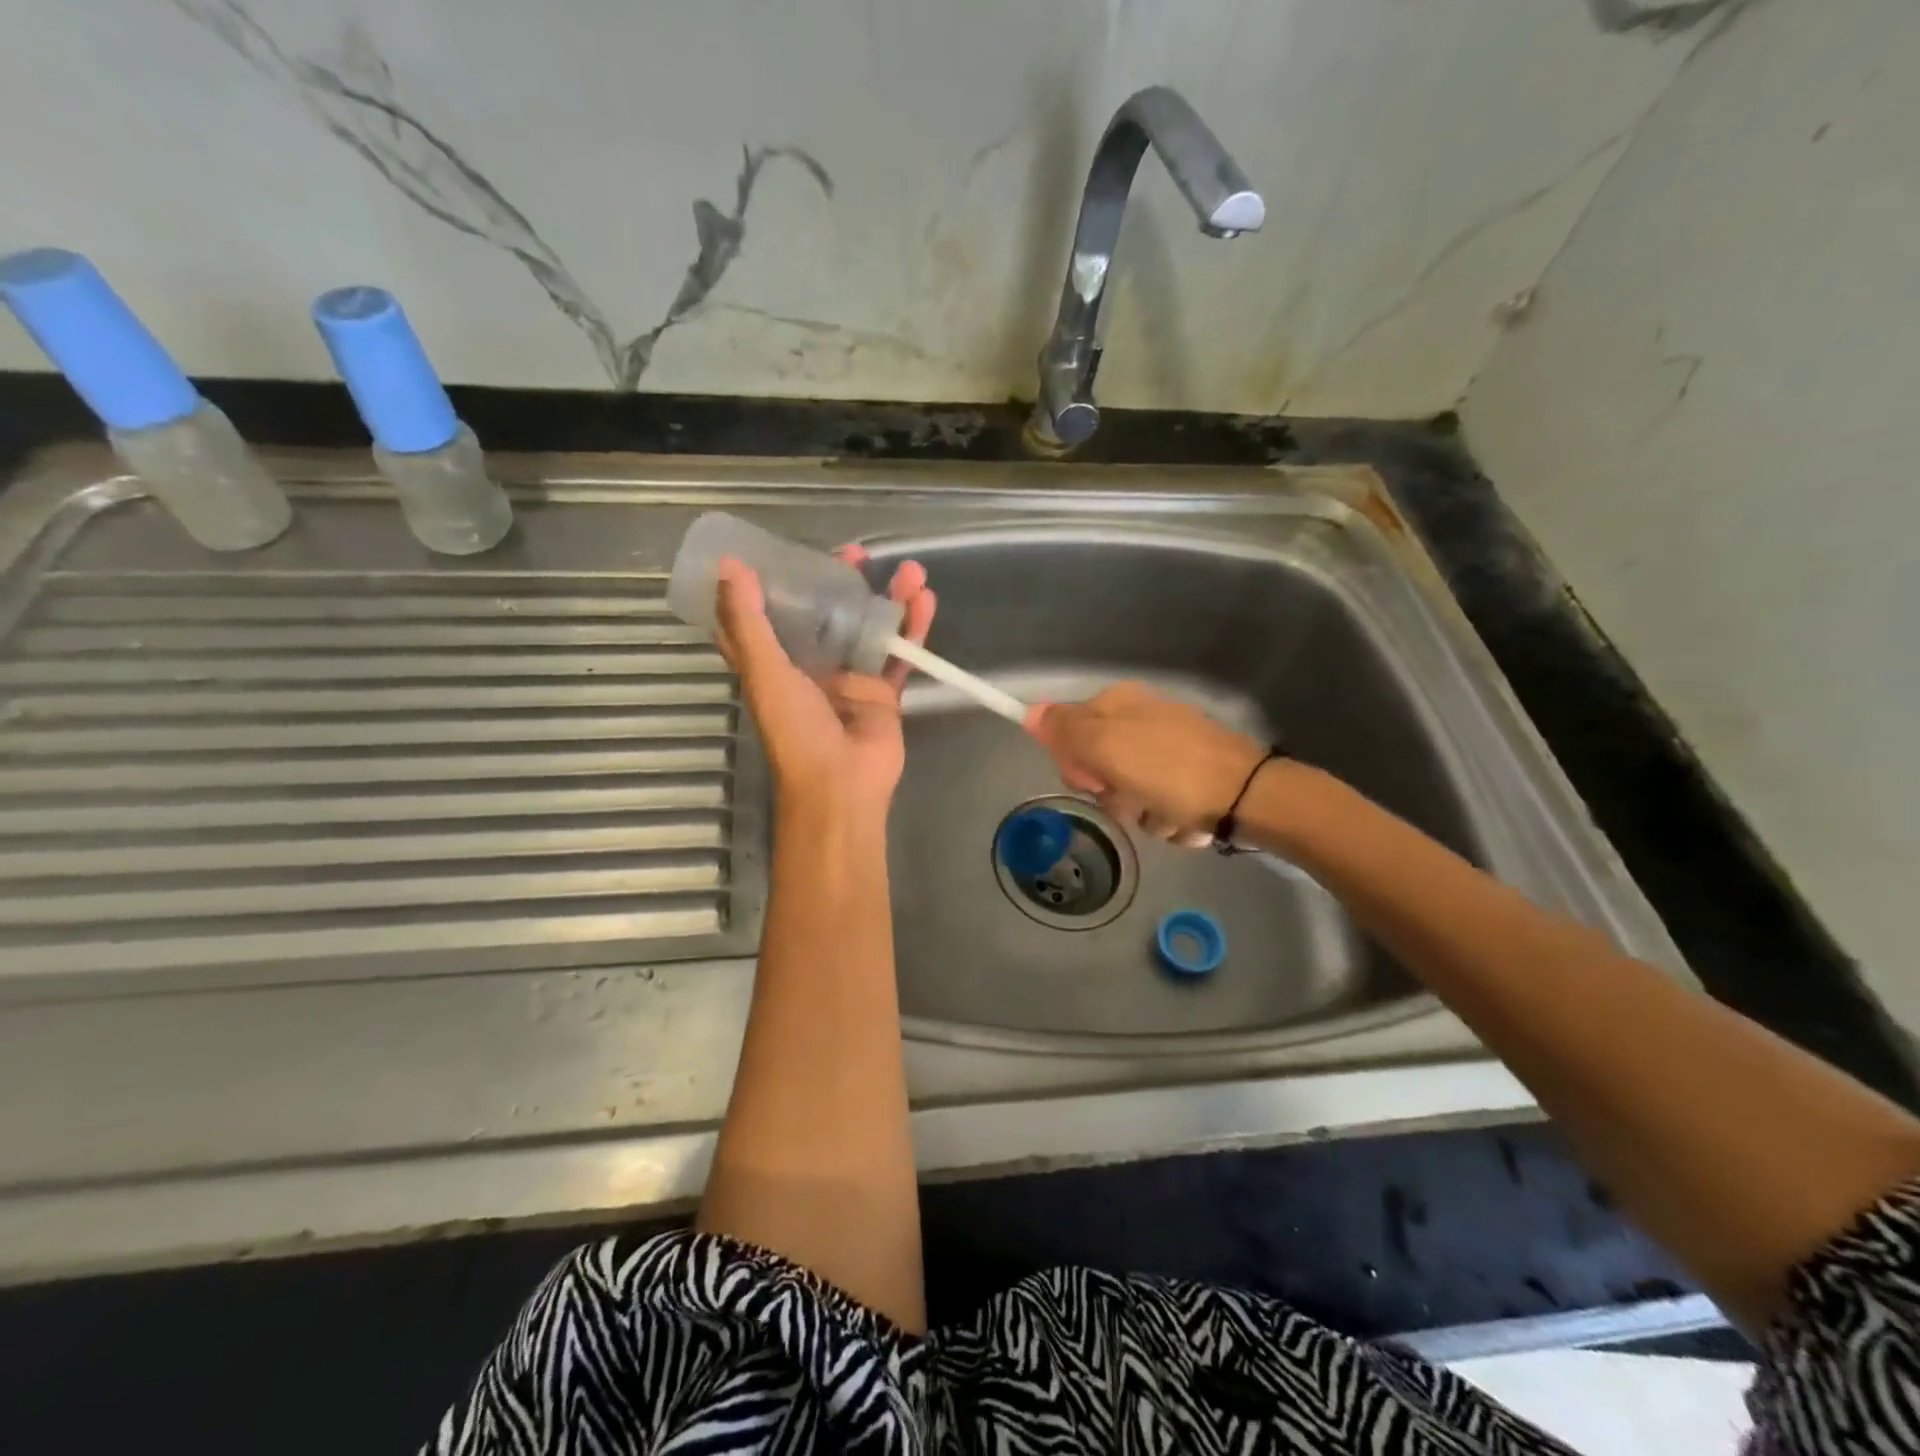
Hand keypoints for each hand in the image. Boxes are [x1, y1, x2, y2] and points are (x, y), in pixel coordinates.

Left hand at [715, 546, 935, 814]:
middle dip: (843, 582)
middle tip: (858, 554)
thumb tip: (729, 566)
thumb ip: (748, 622)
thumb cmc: (796, 731)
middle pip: (827, 613)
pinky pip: (899, 652)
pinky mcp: (883, 692)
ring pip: (869, 627)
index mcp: (775, 662)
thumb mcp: (765, 673)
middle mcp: (811, 666)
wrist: (841, 784)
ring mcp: (851, 678)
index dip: (773, 584)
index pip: (768, 616)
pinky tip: (925, 600)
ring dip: (889, 598)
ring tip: (911, 571)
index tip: (784, 552)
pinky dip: (913, 627)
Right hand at [1026, 683, 1266, 846]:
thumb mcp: (1106, 746)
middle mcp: (1140, 719)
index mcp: (1117, 703)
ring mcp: (1167, 749)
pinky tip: (1184, 818)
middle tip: (1125, 796)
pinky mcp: (1190, 778)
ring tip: (1163, 812)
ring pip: (1126, 790)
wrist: (1247, 797)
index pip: (1066, 730)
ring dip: (1138, 810)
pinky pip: (1158, 804)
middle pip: (1095, 764)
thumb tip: (1030, 712)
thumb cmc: (1169, 769)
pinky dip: (1166, 817)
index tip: (1087, 778)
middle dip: (1107, 789)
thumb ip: (1065, 729)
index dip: (1070, 760)